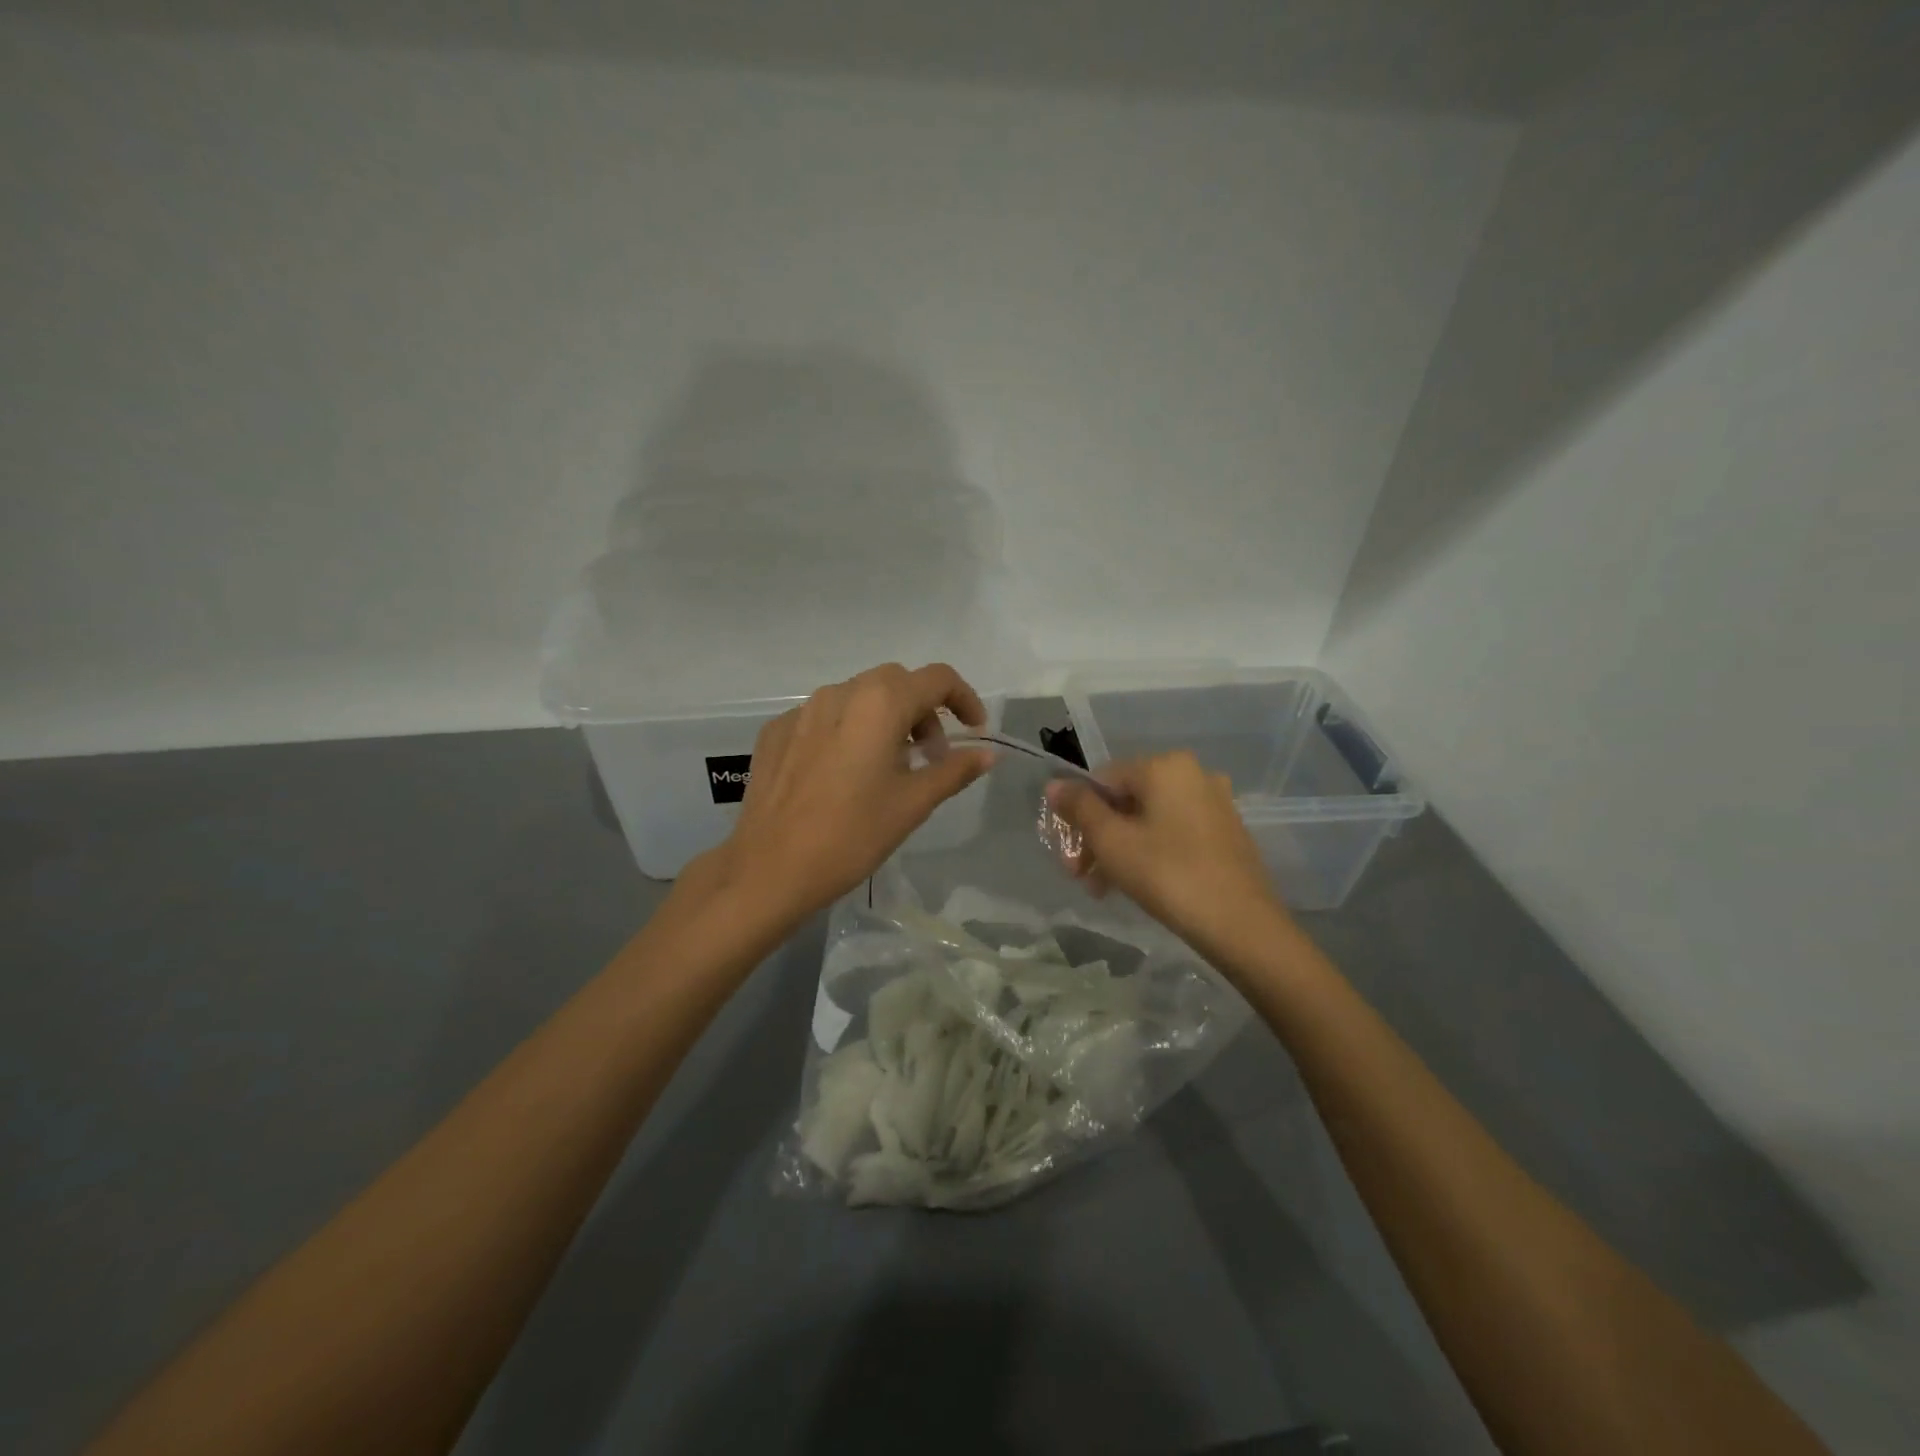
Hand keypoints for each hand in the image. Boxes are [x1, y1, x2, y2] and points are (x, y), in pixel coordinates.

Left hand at [706, 662, 994, 923]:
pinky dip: (848, 731)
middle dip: (923, 709)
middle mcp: (840, 692)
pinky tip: (844, 773)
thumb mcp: (913, 804)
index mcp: (880, 703)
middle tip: (930, 755)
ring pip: (858, 696)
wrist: (770, 869)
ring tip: (888, 766)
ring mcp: (802, 710)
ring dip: (885, 718)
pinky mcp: (776, 731)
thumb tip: (988, 753)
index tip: (973, 731)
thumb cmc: (852, 835)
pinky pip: (824, 716)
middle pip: (896, 682)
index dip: (963, 699)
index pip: (937, 678)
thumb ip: (954, 770)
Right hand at [1046, 752, 1287, 957]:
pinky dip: (1150, 852)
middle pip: (1126, 801)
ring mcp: (1215, 803)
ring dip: (1120, 850)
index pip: (1103, 780)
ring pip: (1149, 820)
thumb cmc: (1167, 874)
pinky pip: (1174, 832)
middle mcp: (1193, 774)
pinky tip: (1139, 885)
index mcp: (1165, 766)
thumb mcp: (1111, 841)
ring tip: (1106, 889)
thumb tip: (1054, 784)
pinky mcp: (1227, 832)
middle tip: (1082, 878)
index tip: (1068, 855)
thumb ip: (1079, 808)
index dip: (1078, 815)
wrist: (1241, 925)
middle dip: (1098, 838)